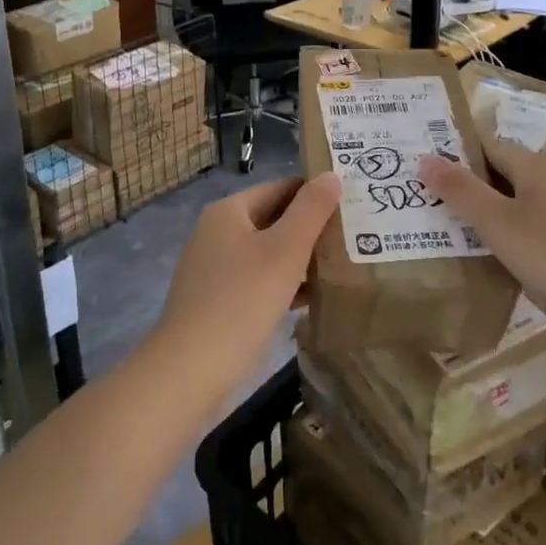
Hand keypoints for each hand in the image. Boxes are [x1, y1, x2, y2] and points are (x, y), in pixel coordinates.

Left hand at [151, 173, 341, 404]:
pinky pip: (257, 280)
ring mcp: (213, 267)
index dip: (315, 193)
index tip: (351, 204)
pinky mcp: (215, 300)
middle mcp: (216, 232)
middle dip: (310, 229)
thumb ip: (310, 211)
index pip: (280, 188)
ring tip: (342, 268)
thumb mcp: (285, 251)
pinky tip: (310, 300)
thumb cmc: (242, 300)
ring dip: (299, 259)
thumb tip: (330, 175)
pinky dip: (282, 284)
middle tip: (354, 237)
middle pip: (273, 219)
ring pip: (266, 252)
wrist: (190, 369)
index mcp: (229, 211)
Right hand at [418, 141, 545, 354]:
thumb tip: (424, 157)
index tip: (416, 164)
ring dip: (486, 215)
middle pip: (500, 174)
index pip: (484, 144)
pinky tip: (494, 262)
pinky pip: (534, 232)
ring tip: (446, 232)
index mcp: (533, 167)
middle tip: (421, 200)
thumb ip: (461, 191)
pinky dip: (510, 239)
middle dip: (464, 186)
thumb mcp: (500, 224)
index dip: (451, 150)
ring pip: (517, 205)